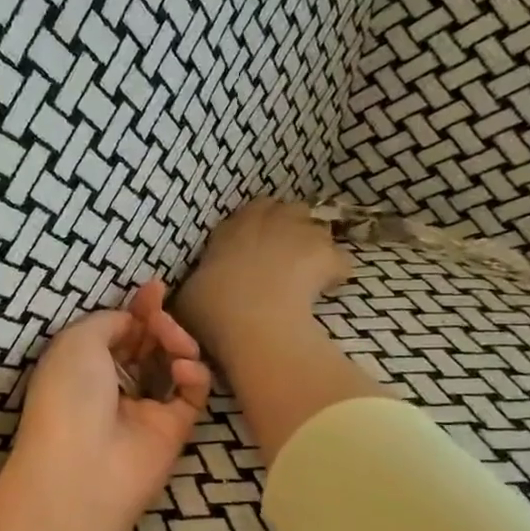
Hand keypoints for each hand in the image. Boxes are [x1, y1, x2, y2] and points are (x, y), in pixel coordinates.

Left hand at [2, 280, 210, 530]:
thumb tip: (132, 321)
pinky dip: (194, 374)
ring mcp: (144, 408)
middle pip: (146, 344)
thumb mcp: (77, 340)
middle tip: (161, 315)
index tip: (155, 287)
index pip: (116, 331)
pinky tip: (183, 370)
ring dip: (177, 342)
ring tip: (172, 340)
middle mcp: (112, 386)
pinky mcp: (174, 428)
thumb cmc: (70, 394)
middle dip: (158, 322)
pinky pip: (193, 392)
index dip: (136, 309)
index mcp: (81, 365)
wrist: (83, 466)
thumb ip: (109, 321)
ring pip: (173, 363)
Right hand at [173, 199, 353, 359]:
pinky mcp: (327, 254)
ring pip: (318, 228)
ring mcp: (299, 233)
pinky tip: (328, 289)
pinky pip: (340, 260)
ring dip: (314, 246)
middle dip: (290, 227)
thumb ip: (200, 283)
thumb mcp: (189, 295)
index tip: (255, 247)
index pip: (249, 211)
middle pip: (288, 210)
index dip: (256, 227)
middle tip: (286, 255)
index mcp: (229, 229)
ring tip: (309, 272)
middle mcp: (265, 221)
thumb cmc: (211, 309)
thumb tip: (200, 288)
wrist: (249, 320)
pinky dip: (335, 272)